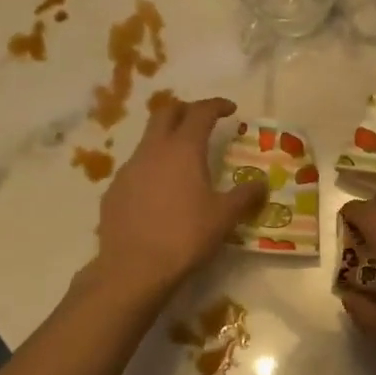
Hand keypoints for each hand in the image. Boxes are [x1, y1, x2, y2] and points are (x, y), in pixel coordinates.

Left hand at [97, 96, 264, 290]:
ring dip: (167, 140)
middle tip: (203, 122)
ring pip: (148, 140)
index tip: (230, 109)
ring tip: (183, 161)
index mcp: (183, 149)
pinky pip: (136, 168)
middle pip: (166, 113)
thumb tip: (261, 183)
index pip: (200, 112)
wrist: (133, 269)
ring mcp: (128, 169)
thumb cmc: (185, 237)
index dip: (216, 105)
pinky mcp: (114, 190)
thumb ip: (245, 196)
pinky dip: (152, 168)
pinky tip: (160, 192)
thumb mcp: (224, 217)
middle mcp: (153, 150)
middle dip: (186, 110)